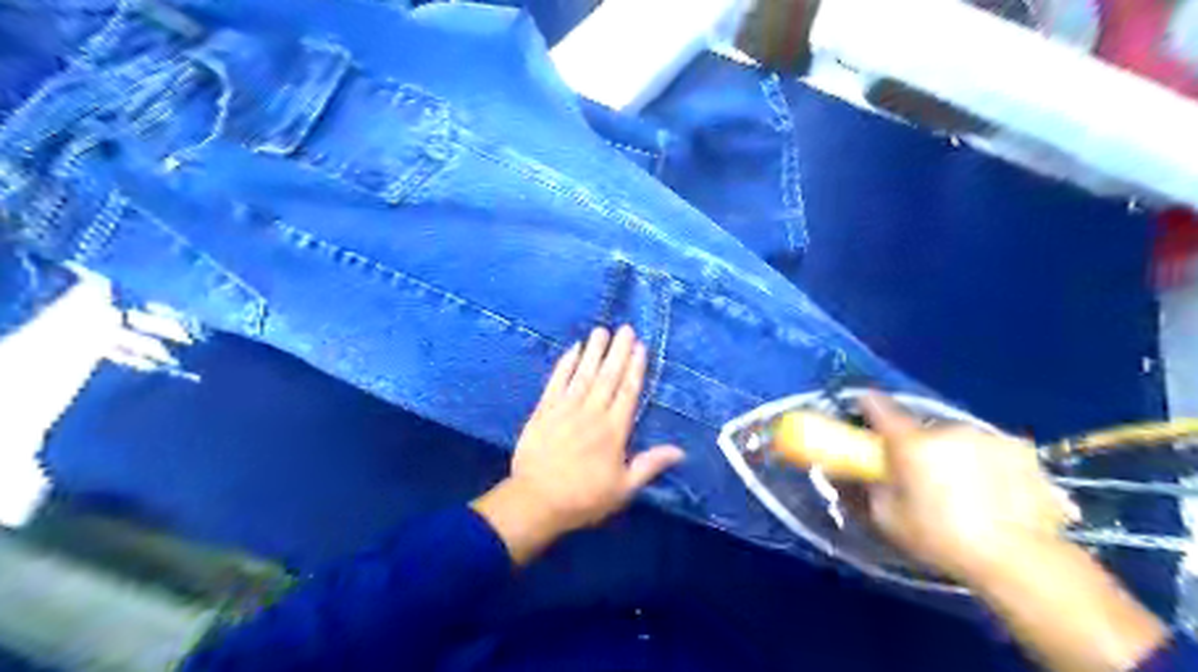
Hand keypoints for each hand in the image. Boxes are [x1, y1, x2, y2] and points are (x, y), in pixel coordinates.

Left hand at [475, 328, 688, 565]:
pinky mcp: (544, 410)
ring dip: (594, 351)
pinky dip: (565, 364)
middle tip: (625, 329)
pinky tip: (573, 349)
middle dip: (618, 351)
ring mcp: (566, 409)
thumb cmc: (584, 498)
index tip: (640, 347)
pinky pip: (556, 381)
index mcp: (614, 430)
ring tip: (602, 330)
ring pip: (584, 374)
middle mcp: (592, 413)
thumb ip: (650, 465)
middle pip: (608, 376)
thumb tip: (680, 451)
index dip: (635, 367)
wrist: (536, 501)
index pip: (628, 391)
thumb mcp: (623, 488)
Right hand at [861, 394, 1075, 586]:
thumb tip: (851, 472)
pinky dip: (990, 465)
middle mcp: (948, 429)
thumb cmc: (941, 538)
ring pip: (960, 440)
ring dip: (956, 455)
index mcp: (911, 442)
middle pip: (923, 430)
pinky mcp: (1024, 452)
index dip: (867, 406)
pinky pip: (994, 451)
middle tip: (922, 476)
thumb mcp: (888, 519)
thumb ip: (866, 489)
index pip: (878, 406)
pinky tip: (998, 494)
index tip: (862, 411)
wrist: (1020, 559)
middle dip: (919, 446)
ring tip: (966, 490)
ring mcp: (989, 437)